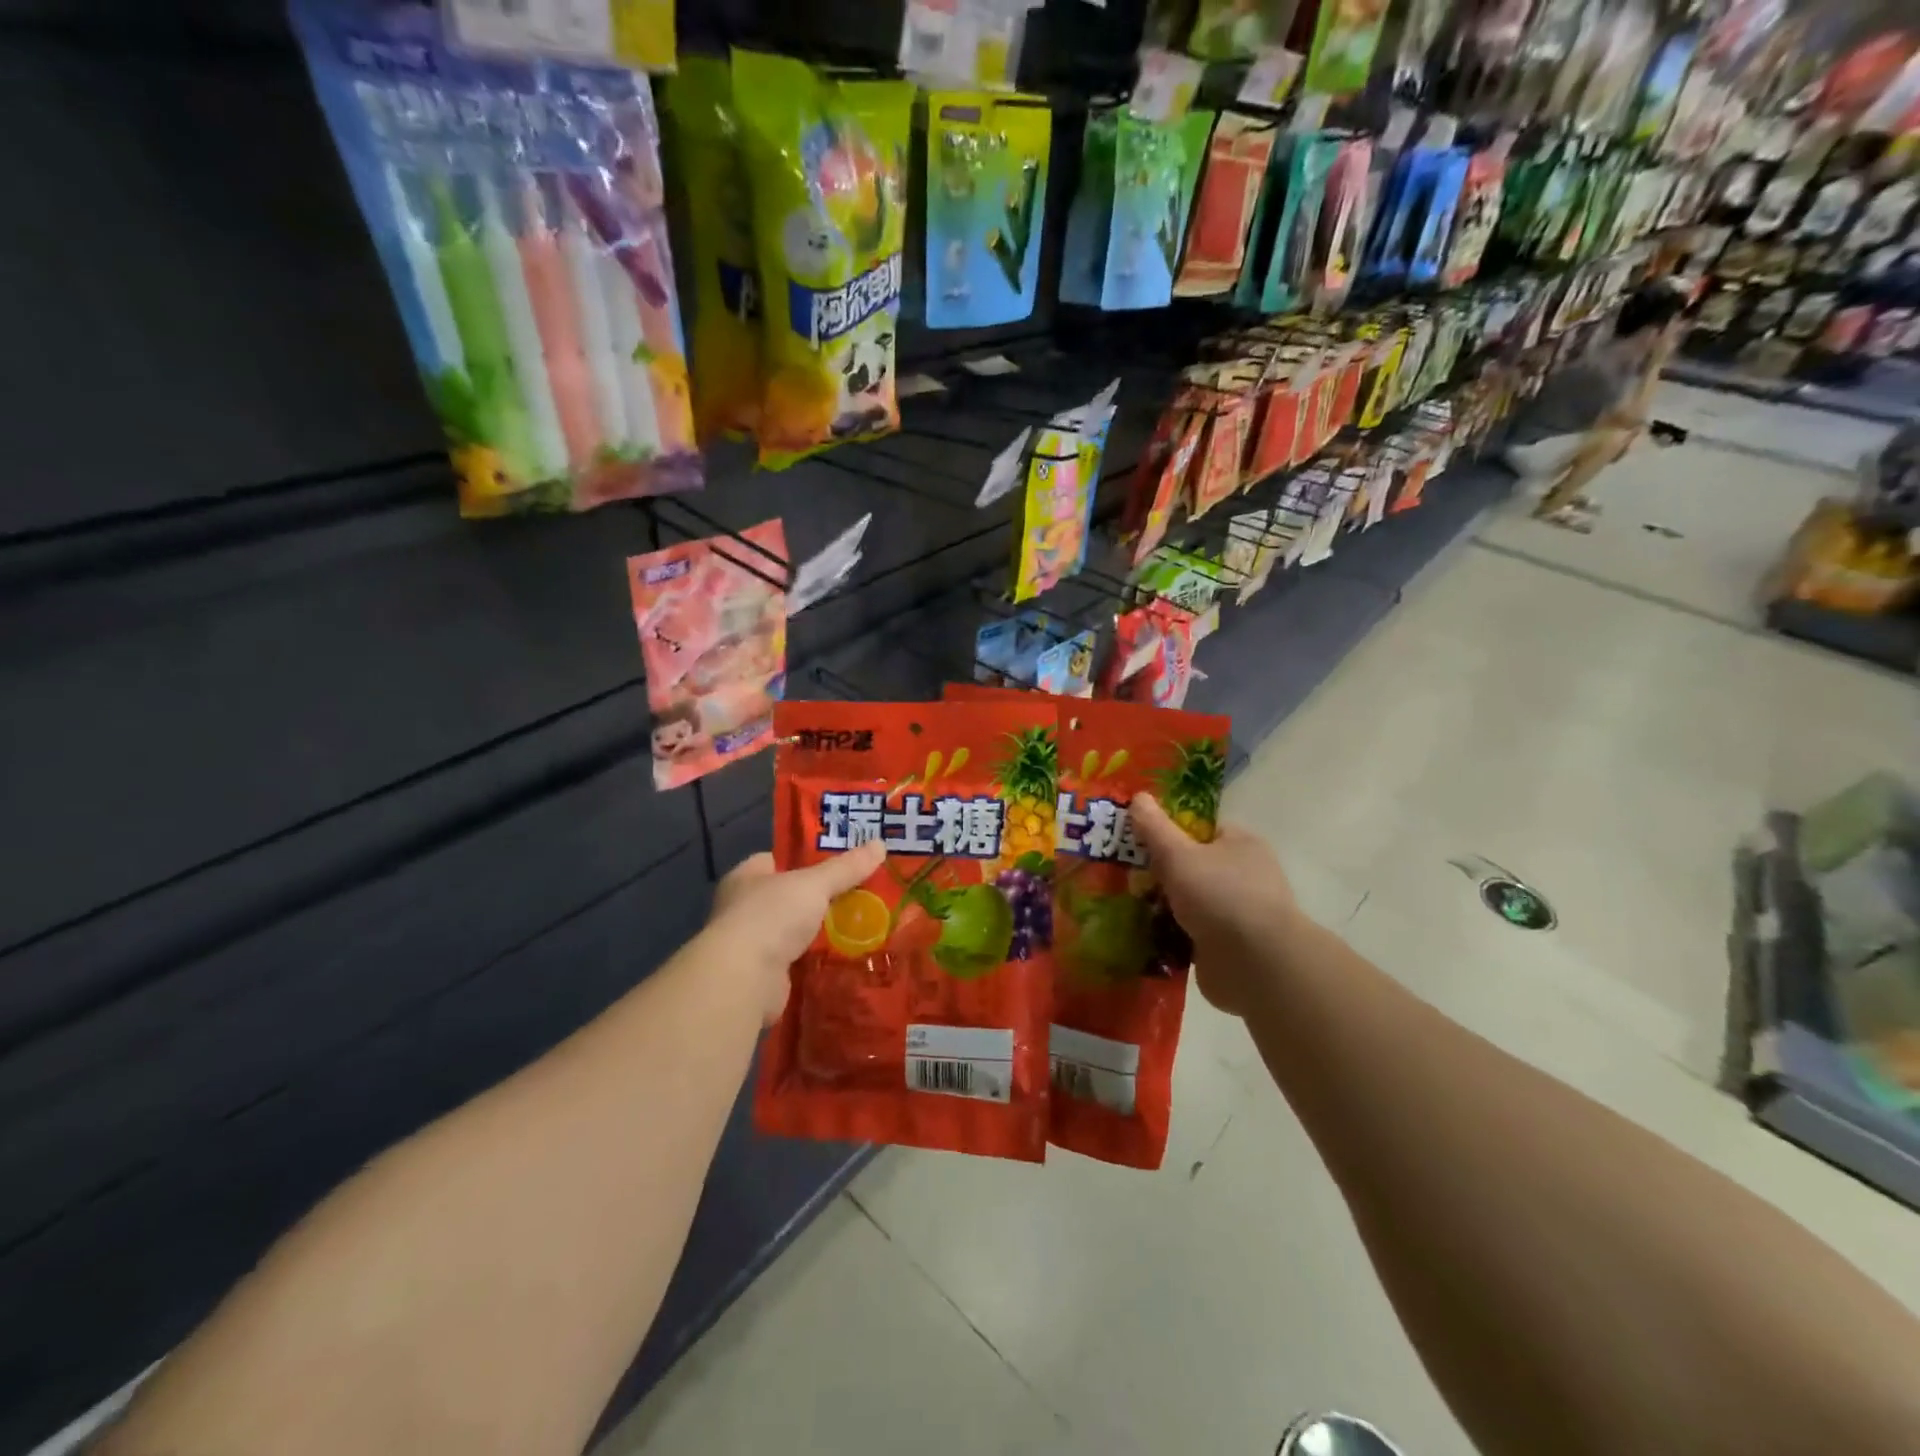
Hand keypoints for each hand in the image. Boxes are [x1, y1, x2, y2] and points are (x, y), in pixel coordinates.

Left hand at [704, 841, 887, 1022]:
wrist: (745, 979)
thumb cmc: (771, 916)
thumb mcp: (814, 884)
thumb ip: (845, 868)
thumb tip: (880, 844)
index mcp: (746, 877)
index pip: (776, 859)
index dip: (805, 857)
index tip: (839, 860)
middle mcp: (743, 908)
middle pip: (789, 895)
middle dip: (820, 896)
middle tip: (860, 892)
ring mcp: (752, 944)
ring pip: (795, 929)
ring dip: (820, 930)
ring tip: (861, 923)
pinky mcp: (764, 975)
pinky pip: (799, 960)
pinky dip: (818, 959)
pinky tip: (846, 955)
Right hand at [1130, 795, 1301, 1016]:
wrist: (1255, 965)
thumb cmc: (1220, 896)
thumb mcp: (1178, 854)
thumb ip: (1155, 828)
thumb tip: (1138, 796)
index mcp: (1241, 844)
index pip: (1201, 829)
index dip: (1168, 830)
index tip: (1136, 838)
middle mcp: (1244, 875)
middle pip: (1191, 865)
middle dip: (1159, 871)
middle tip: (1122, 873)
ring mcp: (1236, 914)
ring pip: (1187, 901)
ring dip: (1161, 905)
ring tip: (1122, 903)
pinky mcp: (1226, 947)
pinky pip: (1188, 932)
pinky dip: (1168, 933)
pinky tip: (1139, 933)